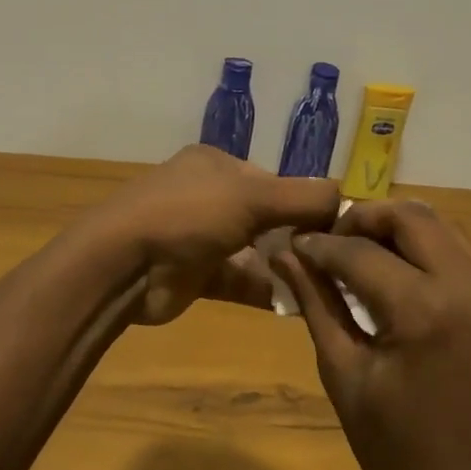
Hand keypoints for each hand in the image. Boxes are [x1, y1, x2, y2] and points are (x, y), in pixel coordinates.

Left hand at [91, 146, 339, 324]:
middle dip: (297, 237)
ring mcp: (199, 236)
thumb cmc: (188, 215)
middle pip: (266, 216)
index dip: (305, 202)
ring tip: (326, 285)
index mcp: (216, 165)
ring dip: (285, 266)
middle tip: (336, 261)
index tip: (338, 228)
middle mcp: (208, 196)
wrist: (122, 266)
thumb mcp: (252, 196)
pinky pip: (240, 279)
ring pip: (254, 250)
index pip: (274, 180)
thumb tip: (348, 197)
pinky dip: (266, 289)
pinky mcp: (195, 275)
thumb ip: (303, 197)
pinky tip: (299, 304)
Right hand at [272, 199, 470, 469]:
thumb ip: (317, 304)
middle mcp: (467, 286)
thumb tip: (284, 255)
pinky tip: (389, 274)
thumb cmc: (398, 456)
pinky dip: (419, 250)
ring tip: (353, 253)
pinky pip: (456, 253)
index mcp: (425, 309)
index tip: (290, 245)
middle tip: (325, 242)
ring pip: (437, 227)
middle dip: (361, 219)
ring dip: (392, 230)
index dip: (318, 245)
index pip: (359, 252)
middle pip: (409, 217)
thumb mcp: (345, 376)